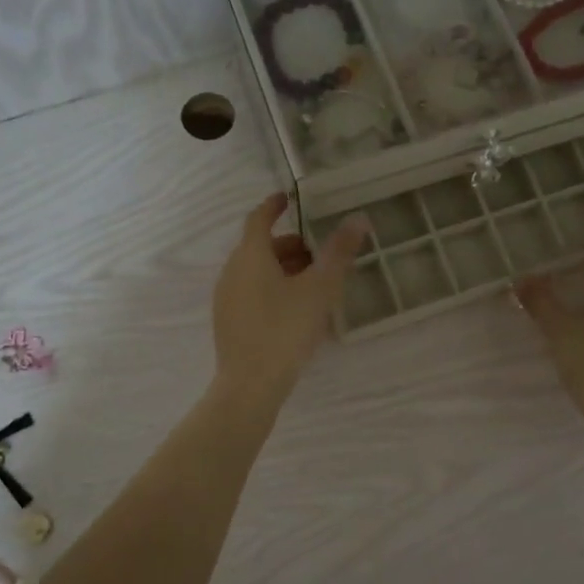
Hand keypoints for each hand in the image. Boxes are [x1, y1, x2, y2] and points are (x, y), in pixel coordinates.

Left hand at [212, 193, 369, 408]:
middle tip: (318, 253)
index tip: (289, 199)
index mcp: (250, 256)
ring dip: (281, 268)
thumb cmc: (286, 330)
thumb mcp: (320, 289)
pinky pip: (250, 292)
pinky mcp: (227, 322)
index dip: (273, 206)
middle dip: (288, 245)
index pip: (258, 219)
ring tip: (312, 284)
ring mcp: (226, 298)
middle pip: (259, 247)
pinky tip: (294, 310)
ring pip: (255, 271)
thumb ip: (339, 252)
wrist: (251, 385)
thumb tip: (358, 219)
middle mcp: (232, 271)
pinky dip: (271, 288)